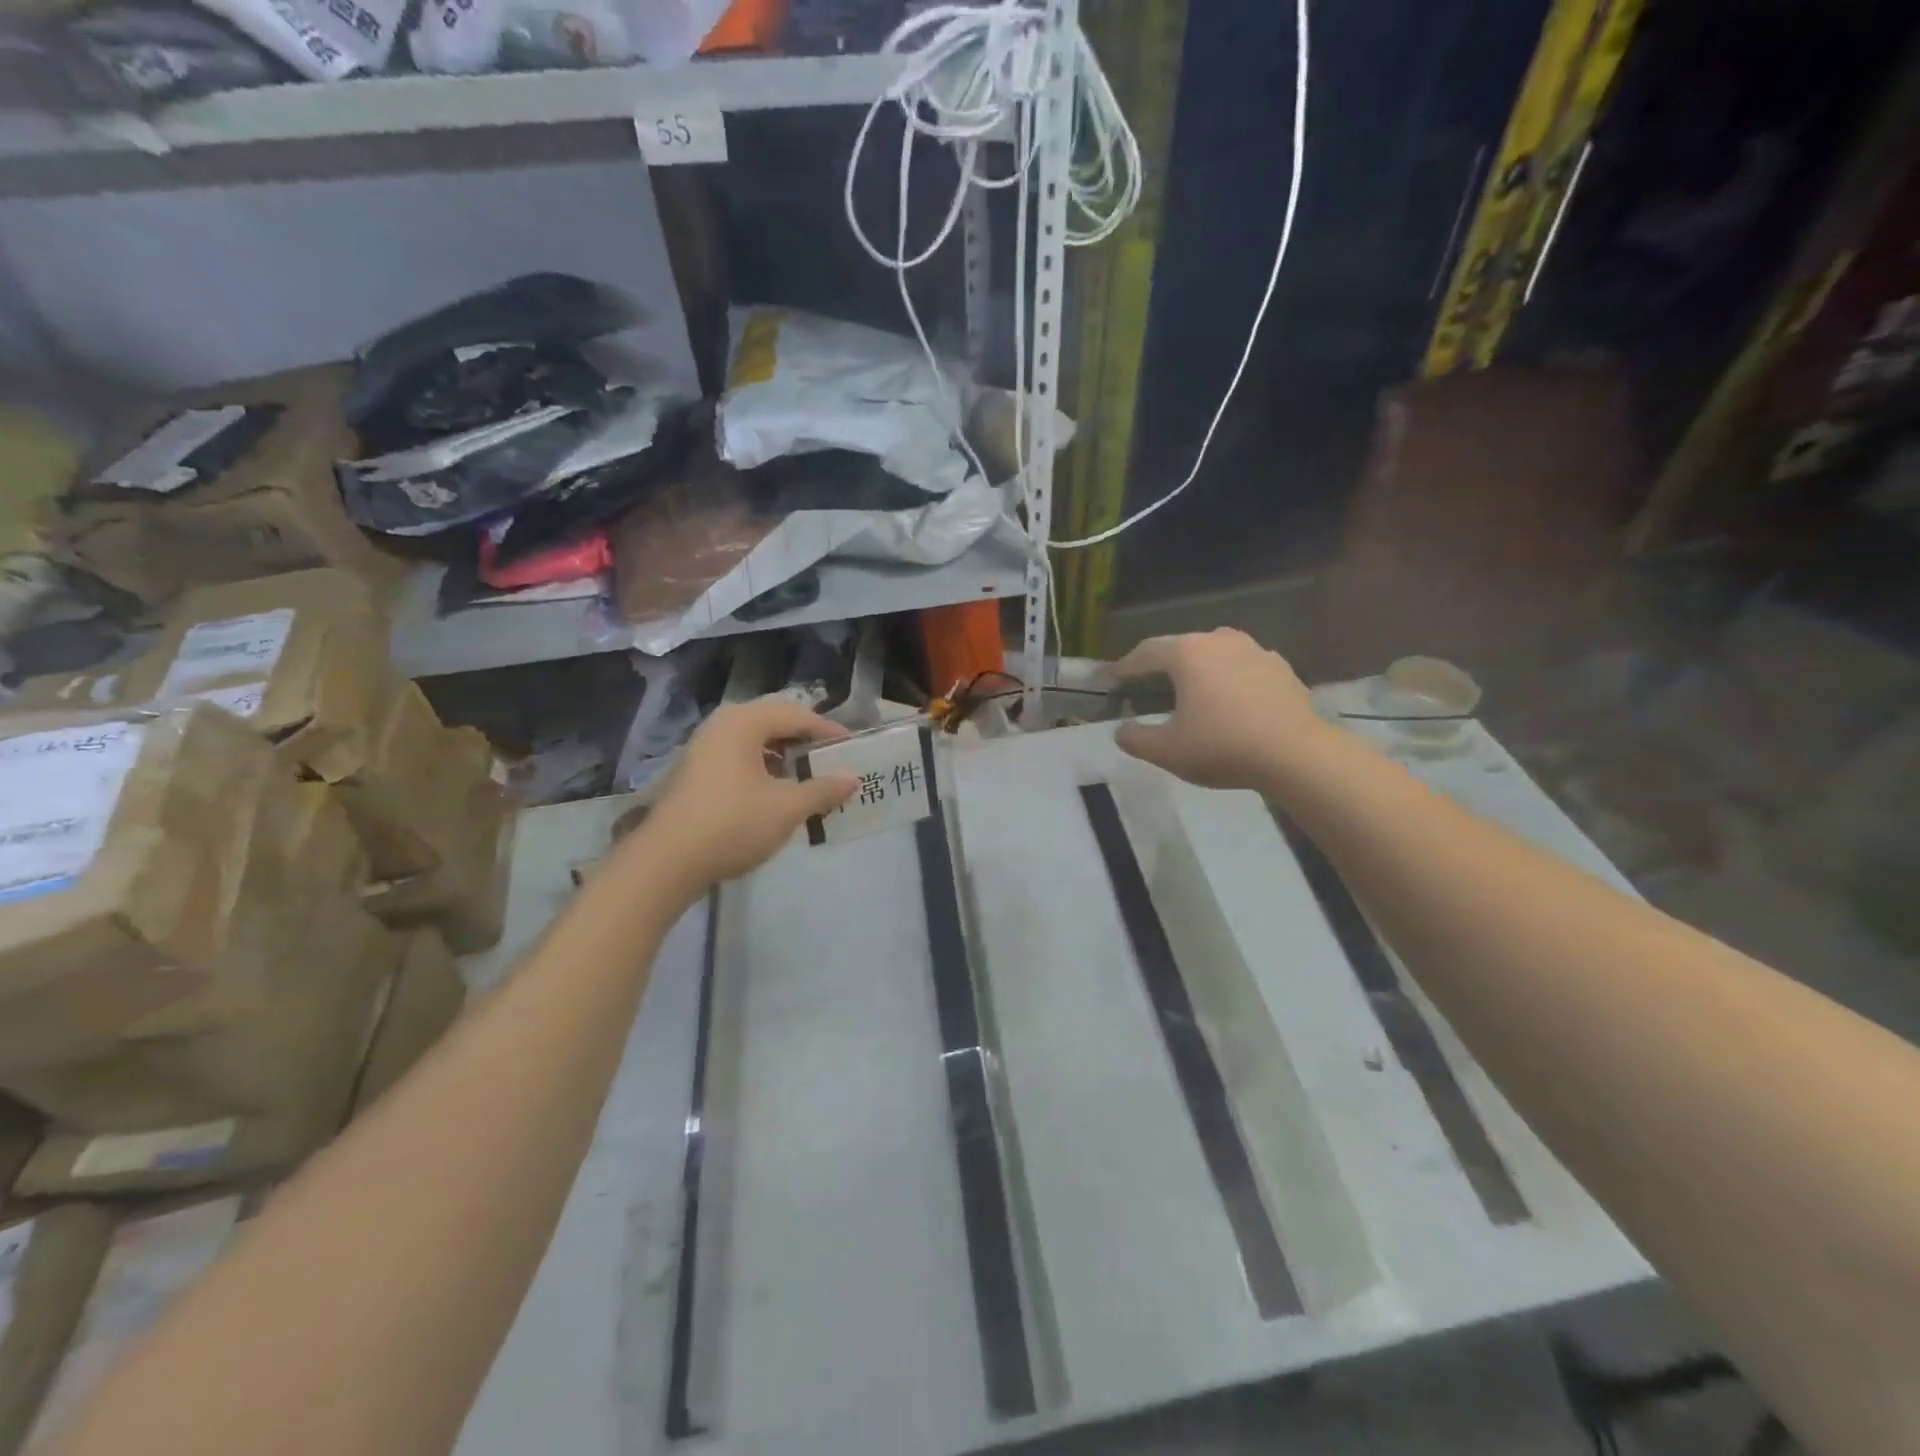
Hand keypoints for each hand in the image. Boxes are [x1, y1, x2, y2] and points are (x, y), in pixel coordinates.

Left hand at [640, 697, 856, 891]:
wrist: (667, 862)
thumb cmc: (733, 824)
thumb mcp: (787, 808)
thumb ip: (822, 790)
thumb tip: (852, 778)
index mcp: (744, 722)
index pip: (797, 715)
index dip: (828, 731)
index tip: (853, 748)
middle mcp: (722, 725)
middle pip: (775, 723)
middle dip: (806, 741)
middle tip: (832, 760)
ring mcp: (705, 748)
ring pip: (756, 741)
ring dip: (785, 756)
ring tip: (809, 778)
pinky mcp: (697, 772)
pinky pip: (740, 758)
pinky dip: (764, 768)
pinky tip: (778, 793)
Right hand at [1110, 630, 1323, 790]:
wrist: (1296, 755)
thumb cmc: (1222, 746)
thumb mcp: (1167, 751)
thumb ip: (1135, 739)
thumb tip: (1121, 731)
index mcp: (1188, 653)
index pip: (1145, 653)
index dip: (1123, 667)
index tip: (1109, 680)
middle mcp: (1220, 640)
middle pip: (1180, 648)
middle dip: (1160, 666)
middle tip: (1145, 684)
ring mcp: (1255, 650)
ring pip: (1215, 654)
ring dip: (1198, 670)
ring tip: (1189, 691)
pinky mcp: (1281, 668)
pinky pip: (1243, 668)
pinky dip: (1228, 680)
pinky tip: (1229, 701)